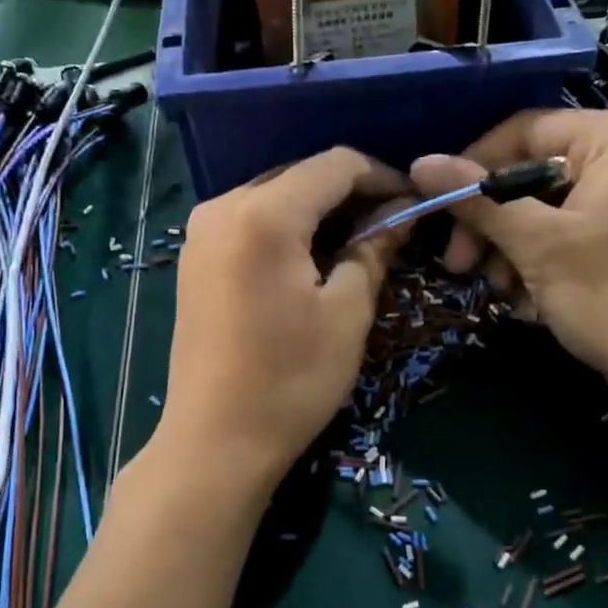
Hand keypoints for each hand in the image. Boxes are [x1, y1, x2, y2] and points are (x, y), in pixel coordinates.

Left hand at [154, 148, 407, 494]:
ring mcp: (201, 232)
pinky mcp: (194, 258)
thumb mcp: (347, 314)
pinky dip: (287, 228)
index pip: (335, 165)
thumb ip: (373, 250)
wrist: (215, 442)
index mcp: (264, 214)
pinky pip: (250, 221)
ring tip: (355, 245)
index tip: (413, 204)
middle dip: (350, 194)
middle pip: (301, 175)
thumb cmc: (290, 381)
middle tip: (389, 227)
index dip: (382, 176)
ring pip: (275, 196)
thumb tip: (398, 216)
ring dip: (319, 211)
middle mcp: (223, 207)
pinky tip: (311, 259)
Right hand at [409, 109, 607, 401]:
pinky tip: (528, 301)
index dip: (473, 167)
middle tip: (458, 264)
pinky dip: (537, 264)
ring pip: (540, 209)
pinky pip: (562, 234)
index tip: (438, 210)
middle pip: (528, 173)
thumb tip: (419, 163)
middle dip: (490, 222)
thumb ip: (479, 200)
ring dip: (509, 250)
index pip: (523, 131)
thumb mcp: (538, 245)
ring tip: (502, 291)